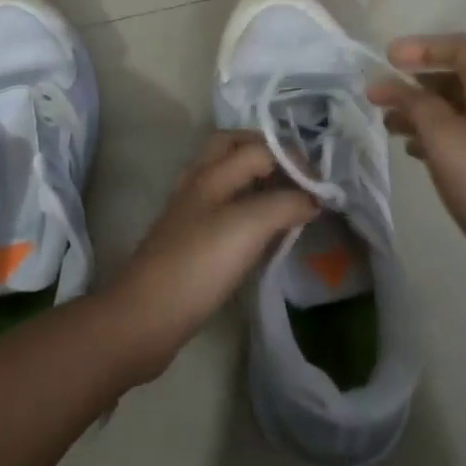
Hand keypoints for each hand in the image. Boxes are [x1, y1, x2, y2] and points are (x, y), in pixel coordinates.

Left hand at [109, 132, 318, 379]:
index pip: (258, 148)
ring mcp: (189, 212)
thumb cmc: (198, 265)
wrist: (145, 318)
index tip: (321, 188)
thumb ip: (285, 204)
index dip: (293, 160)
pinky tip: (260, 229)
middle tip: (296, 174)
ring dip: (254, 176)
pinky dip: (244, 205)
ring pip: (224, 177)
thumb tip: (312, 199)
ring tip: (284, 197)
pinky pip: (221, 207)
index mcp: (210, 173)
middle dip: (265, 151)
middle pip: (231, 147)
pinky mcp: (188, 241)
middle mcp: (197, 184)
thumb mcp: (248, 227)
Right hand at [368, 33, 465, 303]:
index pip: (465, 49)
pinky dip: (433, 141)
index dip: (426, 45)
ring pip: (457, 114)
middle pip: (459, 80)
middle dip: (417, 81)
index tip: (388, 58)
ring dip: (421, 112)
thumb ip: (415, 105)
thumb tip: (386, 82)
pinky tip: (415, 155)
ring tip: (389, 126)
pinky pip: (461, 144)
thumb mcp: (446, 140)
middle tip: (379, 96)